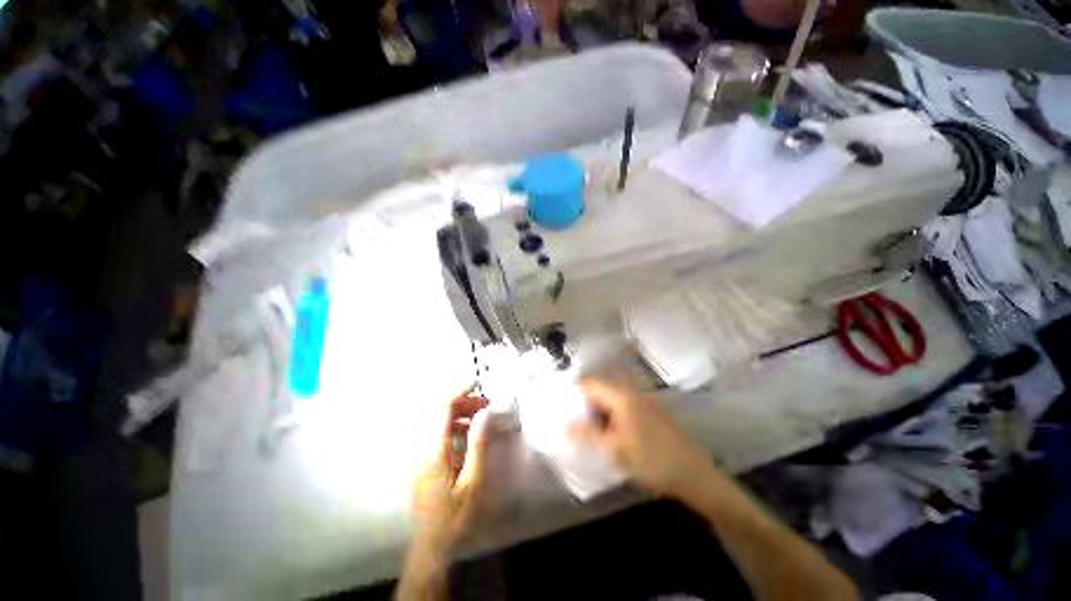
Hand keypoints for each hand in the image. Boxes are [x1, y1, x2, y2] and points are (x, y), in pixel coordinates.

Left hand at [410, 386, 491, 553]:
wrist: (431, 546)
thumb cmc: (455, 516)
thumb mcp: (473, 482)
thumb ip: (479, 445)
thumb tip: (485, 414)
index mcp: (434, 451)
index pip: (442, 409)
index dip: (459, 392)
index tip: (476, 383)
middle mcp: (422, 448)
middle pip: (438, 412)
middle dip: (462, 402)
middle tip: (484, 404)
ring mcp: (419, 455)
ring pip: (437, 422)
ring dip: (458, 414)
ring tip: (479, 416)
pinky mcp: (421, 461)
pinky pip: (436, 433)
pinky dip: (453, 426)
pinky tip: (467, 435)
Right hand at [569, 378, 712, 497]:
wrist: (695, 475)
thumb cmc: (653, 461)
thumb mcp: (616, 450)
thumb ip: (588, 435)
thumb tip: (565, 425)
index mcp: (622, 397)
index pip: (590, 383)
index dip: (575, 393)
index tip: (564, 409)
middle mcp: (632, 393)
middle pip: (601, 390)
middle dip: (585, 404)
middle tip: (574, 422)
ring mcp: (643, 402)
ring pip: (611, 400)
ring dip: (598, 412)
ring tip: (589, 431)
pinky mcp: (650, 413)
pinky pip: (623, 408)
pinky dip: (611, 417)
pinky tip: (609, 435)